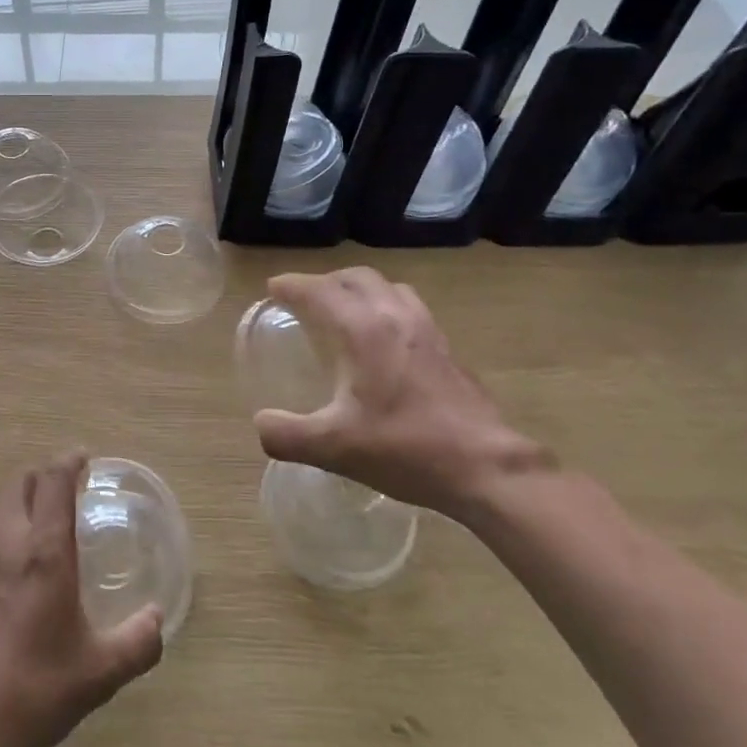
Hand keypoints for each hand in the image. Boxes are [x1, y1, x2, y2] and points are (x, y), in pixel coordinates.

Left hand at [0, 453, 163, 746]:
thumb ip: (137, 643)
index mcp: (43, 553)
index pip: (54, 481)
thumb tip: (158, 618)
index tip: (82, 459)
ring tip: (22, 519)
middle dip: (40, 477)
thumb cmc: (30, 694)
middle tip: (58, 493)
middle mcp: (2, 542)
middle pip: (17, 481)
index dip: (69, 461)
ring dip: (7, 498)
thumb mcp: (98, 675)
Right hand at [254, 268, 551, 516]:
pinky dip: (388, 308)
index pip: (320, 291)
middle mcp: (396, 318)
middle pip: (357, 278)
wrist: (486, 468)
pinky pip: (411, 309)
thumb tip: (260, 423)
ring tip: (346, 311)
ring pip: (389, 288)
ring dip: (361, 290)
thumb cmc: (405, 449)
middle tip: (306, 299)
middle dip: (326, 281)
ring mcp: (428, 331)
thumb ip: (286, 434)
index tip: (273, 288)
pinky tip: (385, 342)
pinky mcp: (448, 350)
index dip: (292, 285)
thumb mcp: (333, 449)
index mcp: (364, 330)